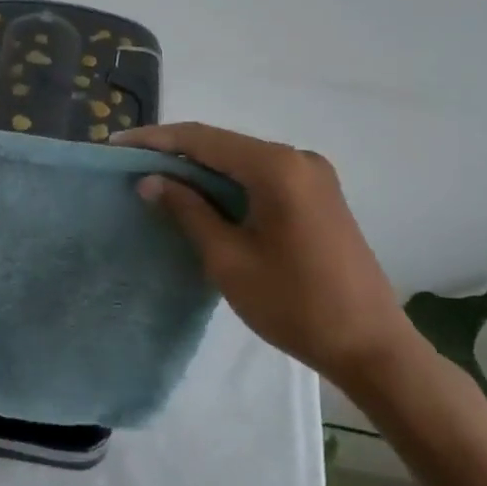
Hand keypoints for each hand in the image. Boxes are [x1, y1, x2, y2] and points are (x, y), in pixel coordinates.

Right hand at [117, 123, 418, 390]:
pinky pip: (261, 176)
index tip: (115, 145)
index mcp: (277, 167)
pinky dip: (226, 183)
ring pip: (241, 160)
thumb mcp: (228, 258)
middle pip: (222, 144)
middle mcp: (298, 159)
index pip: (202, 139)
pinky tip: (200, 196)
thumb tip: (150, 180)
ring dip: (200, 169)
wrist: (370, 346)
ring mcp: (312, 176)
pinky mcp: (318, 196)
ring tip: (155, 179)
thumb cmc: (294, 304)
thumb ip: (188, 210)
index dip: (155, 140)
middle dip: (175, 152)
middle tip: (130, 164)